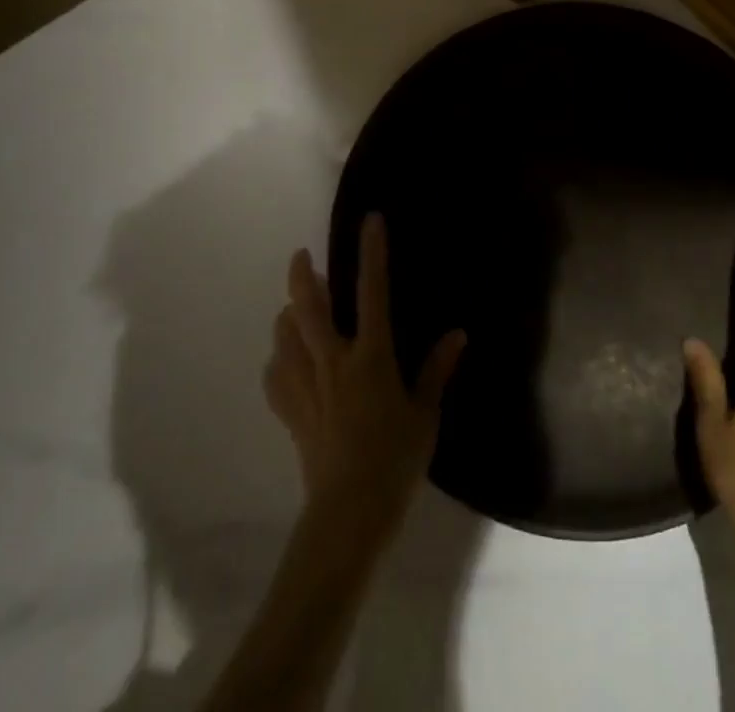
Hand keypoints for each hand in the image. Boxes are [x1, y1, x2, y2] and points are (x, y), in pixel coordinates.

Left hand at [264, 212, 465, 528]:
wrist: (349, 514)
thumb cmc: (395, 460)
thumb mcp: (425, 415)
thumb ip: (437, 370)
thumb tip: (458, 334)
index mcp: (371, 357)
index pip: (372, 292)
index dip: (372, 253)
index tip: (370, 221)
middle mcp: (334, 362)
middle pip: (309, 308)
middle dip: (304, 276)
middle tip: (302, 256)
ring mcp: (307, 388)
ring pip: (285, 337)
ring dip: (288, 316)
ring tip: (294, 309)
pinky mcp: (290, 413)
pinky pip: (275, 377)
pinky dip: (278, 361)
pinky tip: (284, 361)